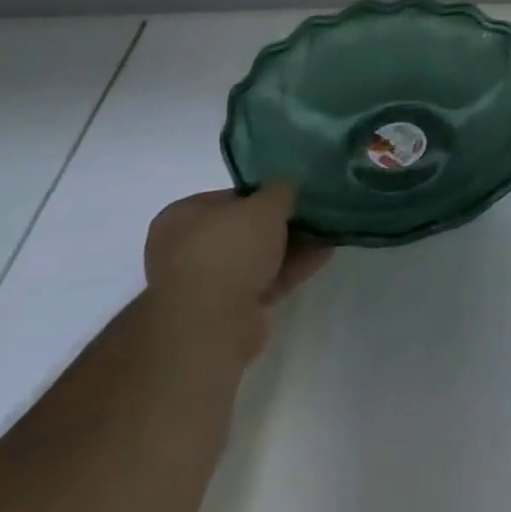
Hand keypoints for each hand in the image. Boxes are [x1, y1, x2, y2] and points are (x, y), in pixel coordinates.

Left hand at [143, 186, 333, 367]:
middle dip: (281, 222)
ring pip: (258, 256)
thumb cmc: (229, 250)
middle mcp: (188, 249)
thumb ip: (281, 190)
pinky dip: (292, 268)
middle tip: (314, 212)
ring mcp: (208, 283)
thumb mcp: (264, 205)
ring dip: (292, 245)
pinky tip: (324, 254)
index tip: (293, 193)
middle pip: (245, 229)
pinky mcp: (230, 310)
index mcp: (182, 217)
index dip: (264, 193)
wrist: (212, 325)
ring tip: (328, 231)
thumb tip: (288, 186)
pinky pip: (266, 280)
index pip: (230, 197)